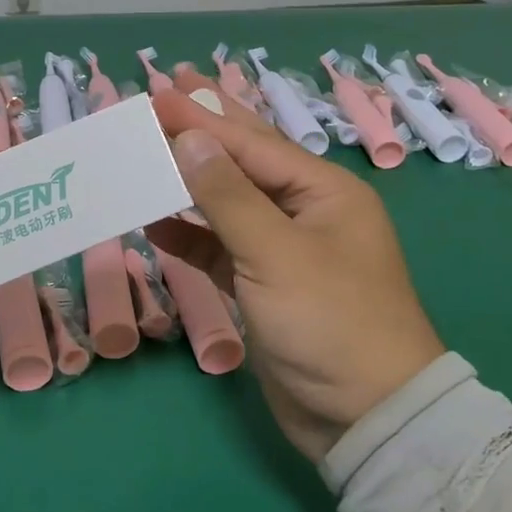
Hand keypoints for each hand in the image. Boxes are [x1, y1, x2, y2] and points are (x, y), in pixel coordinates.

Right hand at [148, 76, 444, 461]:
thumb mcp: (276, 254)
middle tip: (161, 95)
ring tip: (145, 152)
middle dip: (202, 131)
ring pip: (226, 204)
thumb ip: (228, 196)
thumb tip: (189, 139)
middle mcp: (305, 211)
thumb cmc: (329, 323)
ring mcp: (282, 250)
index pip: (251, 143)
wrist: (365, 419)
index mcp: (323, 192)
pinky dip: (188, 235)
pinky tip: (153, 222)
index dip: (200, 117)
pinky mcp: (262, 286)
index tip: (155, 93)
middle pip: (243, 162)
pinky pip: (218, 247)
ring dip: (187, 183)